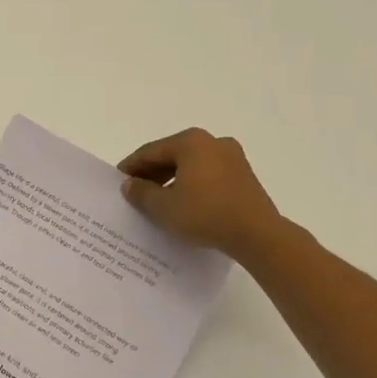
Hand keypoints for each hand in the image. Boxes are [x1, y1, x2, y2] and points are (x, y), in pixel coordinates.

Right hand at [119, 127, 285, 260]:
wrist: (258, 235)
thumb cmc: (205, 214)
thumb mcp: (164, 207)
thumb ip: (141, 193)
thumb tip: (129, 184)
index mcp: (191, 142)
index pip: (151, 151)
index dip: (131, 167)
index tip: (118, 181)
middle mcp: (212, 142)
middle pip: (172, 156)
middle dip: (152, 173)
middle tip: (135, 191)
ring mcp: (232, 158)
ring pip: (191, 166)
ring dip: (172, 180)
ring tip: (158, 201)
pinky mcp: (244, 176)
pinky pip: (208, 176)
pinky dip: (192, 186)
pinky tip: (184, 204)